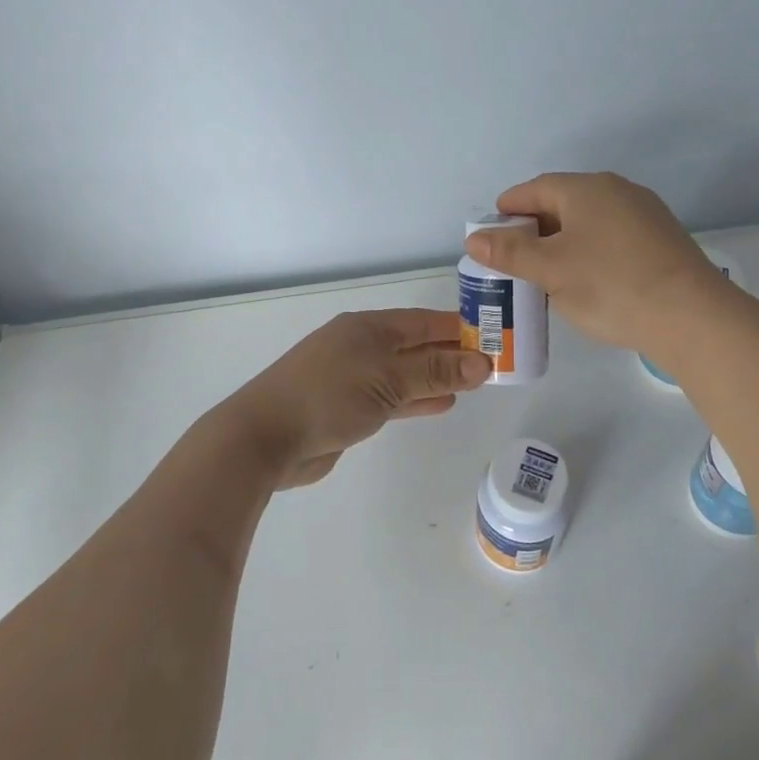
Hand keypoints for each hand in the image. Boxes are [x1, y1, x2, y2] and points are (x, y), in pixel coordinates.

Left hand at [223, 309, 492, 487]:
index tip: (492, 336)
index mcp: (368, 328)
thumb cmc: (328, 396)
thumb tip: (483, 362)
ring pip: (405, 373)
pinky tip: (441, 403)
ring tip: (473, 384)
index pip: (423, 321)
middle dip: (450, 354)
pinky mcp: (347, 408)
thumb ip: (435, 371)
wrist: (265, 438)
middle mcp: (361, 346)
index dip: (457, 328)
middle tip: (491, 364)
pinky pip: (392, 397)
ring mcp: (352, 377)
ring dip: (436, 378)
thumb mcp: (388, 379)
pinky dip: (416, 399)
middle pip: (415, 346)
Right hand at [462, 172, 727, 352]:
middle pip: (561, 203)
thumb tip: (474, 238)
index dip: (506, 212)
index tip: (490, 238)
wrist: (692, 317)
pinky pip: (611, 236)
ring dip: (562, 242)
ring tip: (547, 275)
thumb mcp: (550, 271)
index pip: (532, 190)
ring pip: (588, 221)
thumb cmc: (610, 286)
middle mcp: (616, 190)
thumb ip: (509, 252)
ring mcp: (643, 213)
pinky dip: (590, 251)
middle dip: (533, 230)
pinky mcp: (661, 238)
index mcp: (585, 189)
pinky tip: (587, 280)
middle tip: (515, 262)